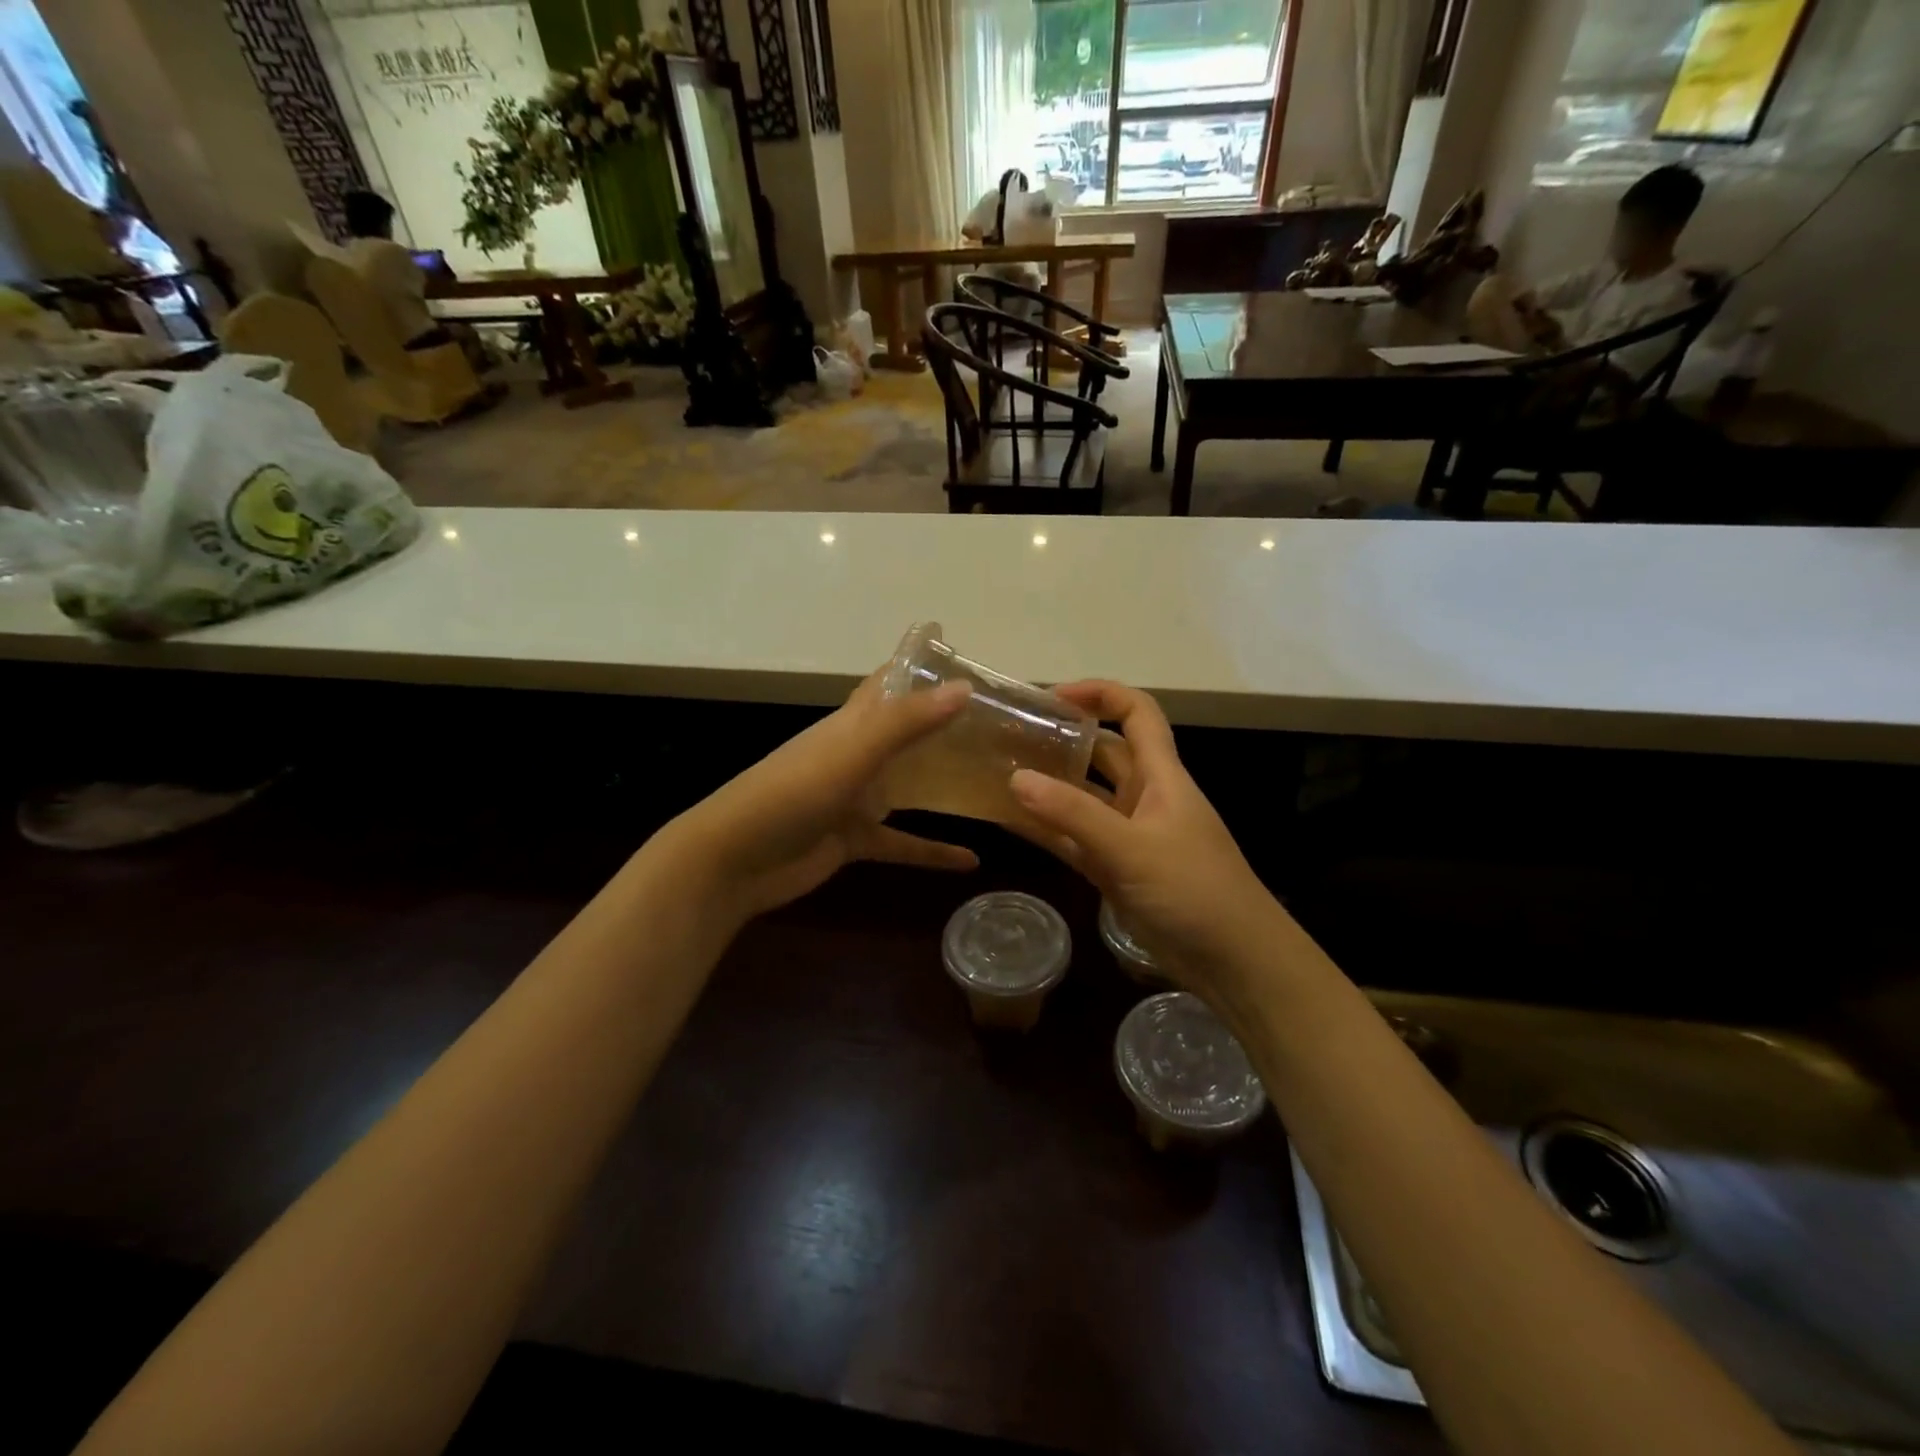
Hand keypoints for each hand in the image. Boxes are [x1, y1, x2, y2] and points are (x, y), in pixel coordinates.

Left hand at [662, 672, 978, 923]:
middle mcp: (856, 754)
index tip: (965, 653)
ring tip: (997, 780)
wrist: (734, 861)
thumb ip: (905, 723)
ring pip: (909, 785)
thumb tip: (964, 688)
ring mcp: (855, 798)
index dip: (921, 664)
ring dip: (944, 783)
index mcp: (851, 724)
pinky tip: (970, 861)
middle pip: (908, 732)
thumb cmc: (790, 794)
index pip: (890, 681)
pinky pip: (901, 841)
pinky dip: (932, 850)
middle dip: (947, 725)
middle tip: (1003, 723)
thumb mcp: (850, 754)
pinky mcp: (854, 839)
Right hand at [1008, 681, 1289, 1003]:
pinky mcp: (1115, 869)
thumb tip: (1016, 778)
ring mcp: (1128, 834)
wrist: (1233, 962)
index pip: (1136, 713)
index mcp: (1161, 775)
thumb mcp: (1132, 848)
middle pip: (1102, 752)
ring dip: (1049, 785)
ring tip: (998, 771)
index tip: (1051, 698)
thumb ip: (1074, 814)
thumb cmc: (1195, 890)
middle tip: (1011, 735)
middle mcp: (1143, 796)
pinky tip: (1007, 821)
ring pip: (1083, 797)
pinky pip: (1074, 838)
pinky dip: (1046, 829)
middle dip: (1063, 738)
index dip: (1099, 694)